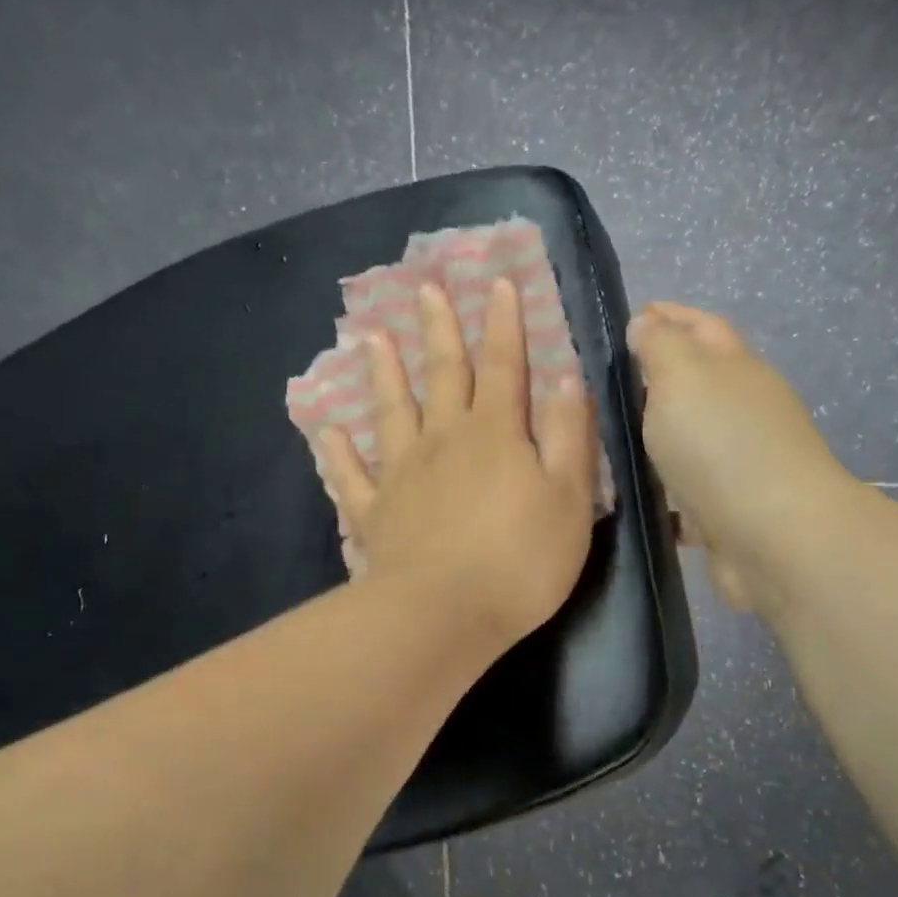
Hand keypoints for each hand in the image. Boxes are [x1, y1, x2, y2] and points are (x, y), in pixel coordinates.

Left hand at [318, 278, 598, 650]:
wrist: (443, 614)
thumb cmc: (519, 561)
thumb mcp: (569, 498)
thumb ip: (568, 436)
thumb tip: (565, 377)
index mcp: (495, 434)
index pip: (503, 365)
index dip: (503, 323)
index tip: (496, 282)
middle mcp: (443, 440)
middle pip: (442, 375)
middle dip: (438, 330)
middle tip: (424, 289)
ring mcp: (401, 475)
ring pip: (391, 412)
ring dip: (384, 374)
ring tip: (371, 338)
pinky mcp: (374, 513)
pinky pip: (351, 476)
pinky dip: (337, 453)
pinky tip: (328, 431)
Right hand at [628, 302, 855, 614]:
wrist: (772, 537)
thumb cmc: (721, 445)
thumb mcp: (682, 378)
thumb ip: (661, 347)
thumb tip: (648, 322)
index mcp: (736, 369)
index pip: (701, 328)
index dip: (669, 317)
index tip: (633, 315)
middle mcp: (743, 410)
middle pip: (700, 382)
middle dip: (660, 375)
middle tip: (609, 380)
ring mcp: (739, 462)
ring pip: (690, 437)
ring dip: (658, 433)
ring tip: (609, 437)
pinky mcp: (727, 509)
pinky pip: (685, 488)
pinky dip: (662, 485)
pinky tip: (631, 492)